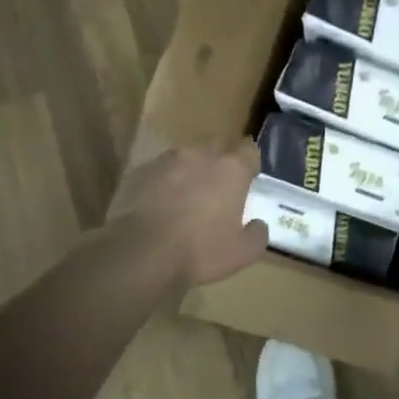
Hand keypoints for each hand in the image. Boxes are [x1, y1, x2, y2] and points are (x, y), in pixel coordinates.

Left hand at [108, 137, 268, 286]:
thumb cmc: (199, 251)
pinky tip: (160, 203)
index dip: (250, 162)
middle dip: (222, 160)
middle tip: (220, 186)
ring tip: (187, 195)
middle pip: (217, 145)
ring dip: (191, 169)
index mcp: (231, 169)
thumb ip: (257, 236)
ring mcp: (166, 160)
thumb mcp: (241, 254)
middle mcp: (200, 155)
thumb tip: (258, 225)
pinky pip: (159, 170)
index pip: (249, 149)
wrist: (140, 252)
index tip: (249, 178)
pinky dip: (164, 181)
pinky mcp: (140, 171)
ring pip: (186, 156)